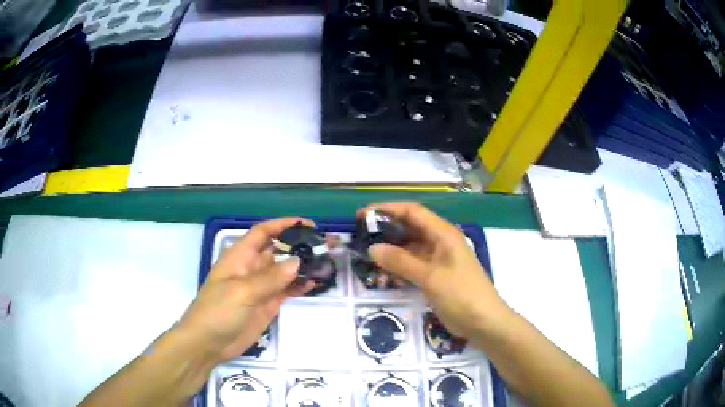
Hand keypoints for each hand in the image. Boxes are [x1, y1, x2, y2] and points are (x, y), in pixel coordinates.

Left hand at [176, 218, 314, 363]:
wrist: (208, 343)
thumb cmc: (217, 311)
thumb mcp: (241, 292)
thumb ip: (269, 278)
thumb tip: (297, 262)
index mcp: (240, 257)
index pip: (263, 232)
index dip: (283, 225)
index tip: (307, 225)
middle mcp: (251, 268)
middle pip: (277, 250)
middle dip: (298, 246)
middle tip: (325, 246)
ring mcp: (260, 287)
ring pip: (284, 271)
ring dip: (302, 267)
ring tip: (325, 264)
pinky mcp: (267, 304)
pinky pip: (286, 290)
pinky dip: (299, 286)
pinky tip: (314, 284)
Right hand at [360, 202, 509, 338]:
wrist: (484, 322)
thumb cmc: (461, 295)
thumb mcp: (430, 277)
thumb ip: (401, 261)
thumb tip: (373, 248)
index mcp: (443, 234)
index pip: (412, 212)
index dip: (388, 209)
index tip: (364, 214)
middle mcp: (441, 241)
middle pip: (411, 227)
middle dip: (387, 228)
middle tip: (362, 235)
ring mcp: (440, 258)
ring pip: (412, 246)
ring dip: (392, 247)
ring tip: (368, 252)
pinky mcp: (438, 274)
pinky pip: (415, 263)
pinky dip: (400, 264)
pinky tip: (385, 270)